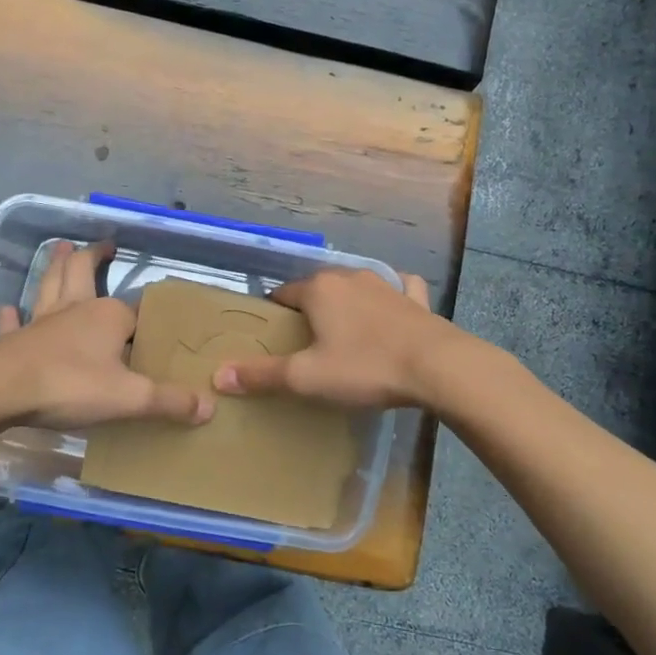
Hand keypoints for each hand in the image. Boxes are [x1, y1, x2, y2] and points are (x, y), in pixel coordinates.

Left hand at [0, 240, 213, 430]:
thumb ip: (169, 401)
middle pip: (83, 273)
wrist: (0, 390)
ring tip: (61, 248)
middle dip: (93, 257)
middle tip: (102, 244)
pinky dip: (15, 315)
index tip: (156, 320)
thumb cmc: (70, 385)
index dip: (146, 318)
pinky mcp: (15, 341)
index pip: (135, 312)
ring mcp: (42, 322)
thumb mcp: (129, 397)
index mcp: (108, 316)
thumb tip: (209, 408)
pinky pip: (16, 324)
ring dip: (56, 266)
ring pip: (51, 286)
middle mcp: (76, 310)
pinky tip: (10, 309)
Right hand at [211, 268, 452, 410]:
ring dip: (347, 302)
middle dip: (309, 307)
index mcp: (320, 290)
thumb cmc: (365, 367)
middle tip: (305, 339)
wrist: (437, 366)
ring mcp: (386, 284)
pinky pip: (398, 289)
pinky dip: (392, 296)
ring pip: (356, 286)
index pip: (284, 293)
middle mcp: (350, 277)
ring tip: (343, 329)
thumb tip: (218, 375)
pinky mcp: (415, 298)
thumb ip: (262, 375)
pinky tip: (394, 309)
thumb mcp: (307, 377)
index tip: (273, 334)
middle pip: (318, 288)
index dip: (274, 313)